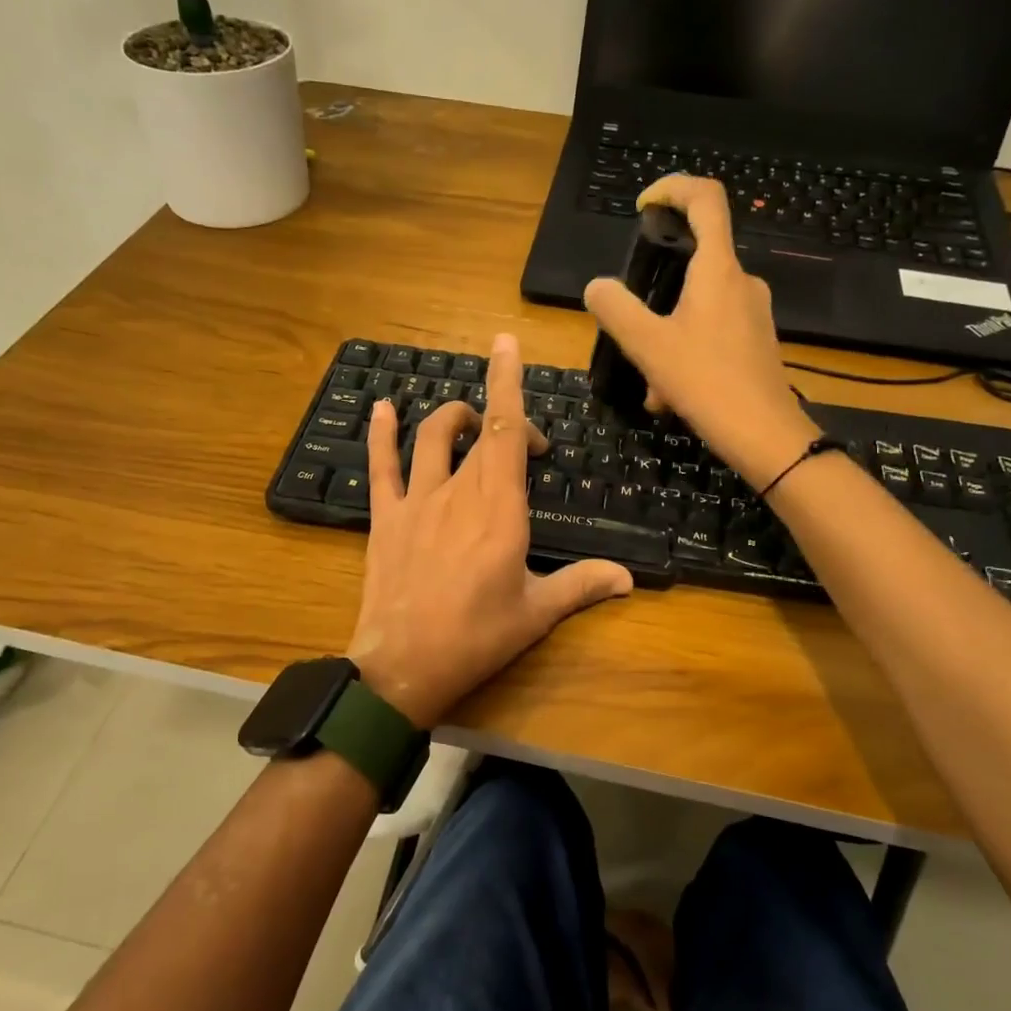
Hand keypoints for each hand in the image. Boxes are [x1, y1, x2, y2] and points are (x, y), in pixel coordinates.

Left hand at [345, 333, 632, 728]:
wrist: (403, 666)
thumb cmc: (476, 638)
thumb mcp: (535, 613)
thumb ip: (581, 586)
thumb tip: (628, 579)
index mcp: (500, 509)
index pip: (507, 432)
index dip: (507, 384)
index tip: (506, 344)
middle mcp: (459, 492)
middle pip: (480, 433)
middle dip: (506, 422)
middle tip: (530, 447)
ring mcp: (417, 501)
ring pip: (432, 438)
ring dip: (452, 417)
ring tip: (468, 418)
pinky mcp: (386, 517)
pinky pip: (382, 466)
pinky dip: (382, 434)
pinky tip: (384, 407)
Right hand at [583, 175, 820, 488]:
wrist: (766, 437)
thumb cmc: (707, 382)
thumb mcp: (648, 346)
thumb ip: (616, 309)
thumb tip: (597, 287)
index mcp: (718, 269)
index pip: (705, 198)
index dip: (672, 187)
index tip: (643, 207)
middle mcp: (741, 282)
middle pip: (694, 261)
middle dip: (655, 293)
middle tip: (631, 329)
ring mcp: (753, 313)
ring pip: (698, 307)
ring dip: (666, 336)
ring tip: (651, 382)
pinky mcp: (756, 342)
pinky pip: (712, 333)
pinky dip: (685, 354)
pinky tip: (671, 397)